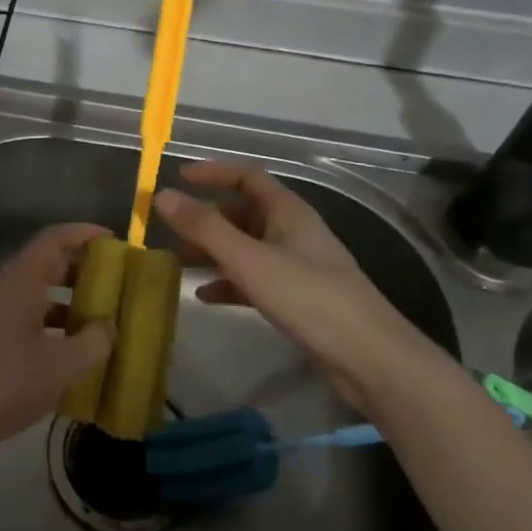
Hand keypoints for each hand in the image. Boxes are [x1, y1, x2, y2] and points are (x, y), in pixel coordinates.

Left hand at [0, 223, 114, 467]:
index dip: (83, 233)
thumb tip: (108, 326)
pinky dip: (40, 320)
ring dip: (60, 300)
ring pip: (27, 291)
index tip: (111, 240)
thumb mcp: (62, 367)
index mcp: (20, 281)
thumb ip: (93, 342)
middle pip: (41, 263)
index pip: (53, 238)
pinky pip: (14, 312)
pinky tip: (56, 350)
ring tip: (89, 322)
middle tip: (108, 284)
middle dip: (76, 270)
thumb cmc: (7, 384)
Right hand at [155, 162, 427, 408]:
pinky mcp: (297, 297)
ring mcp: (296, 265)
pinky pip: (253, 279)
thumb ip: (205, 228)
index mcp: (287, 211)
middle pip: (242, 213)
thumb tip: (162, 195)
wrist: (369, 358)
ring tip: (176, 263)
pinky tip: (205, 296)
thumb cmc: (309, 298)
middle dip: (205, 219)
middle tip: (168, 230)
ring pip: (245, 247)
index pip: (247, 176)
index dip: (212, 172)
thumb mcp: (250, 260)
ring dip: (212, 251)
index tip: (176, 178)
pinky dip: (228, 282)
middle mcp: (292, 231)